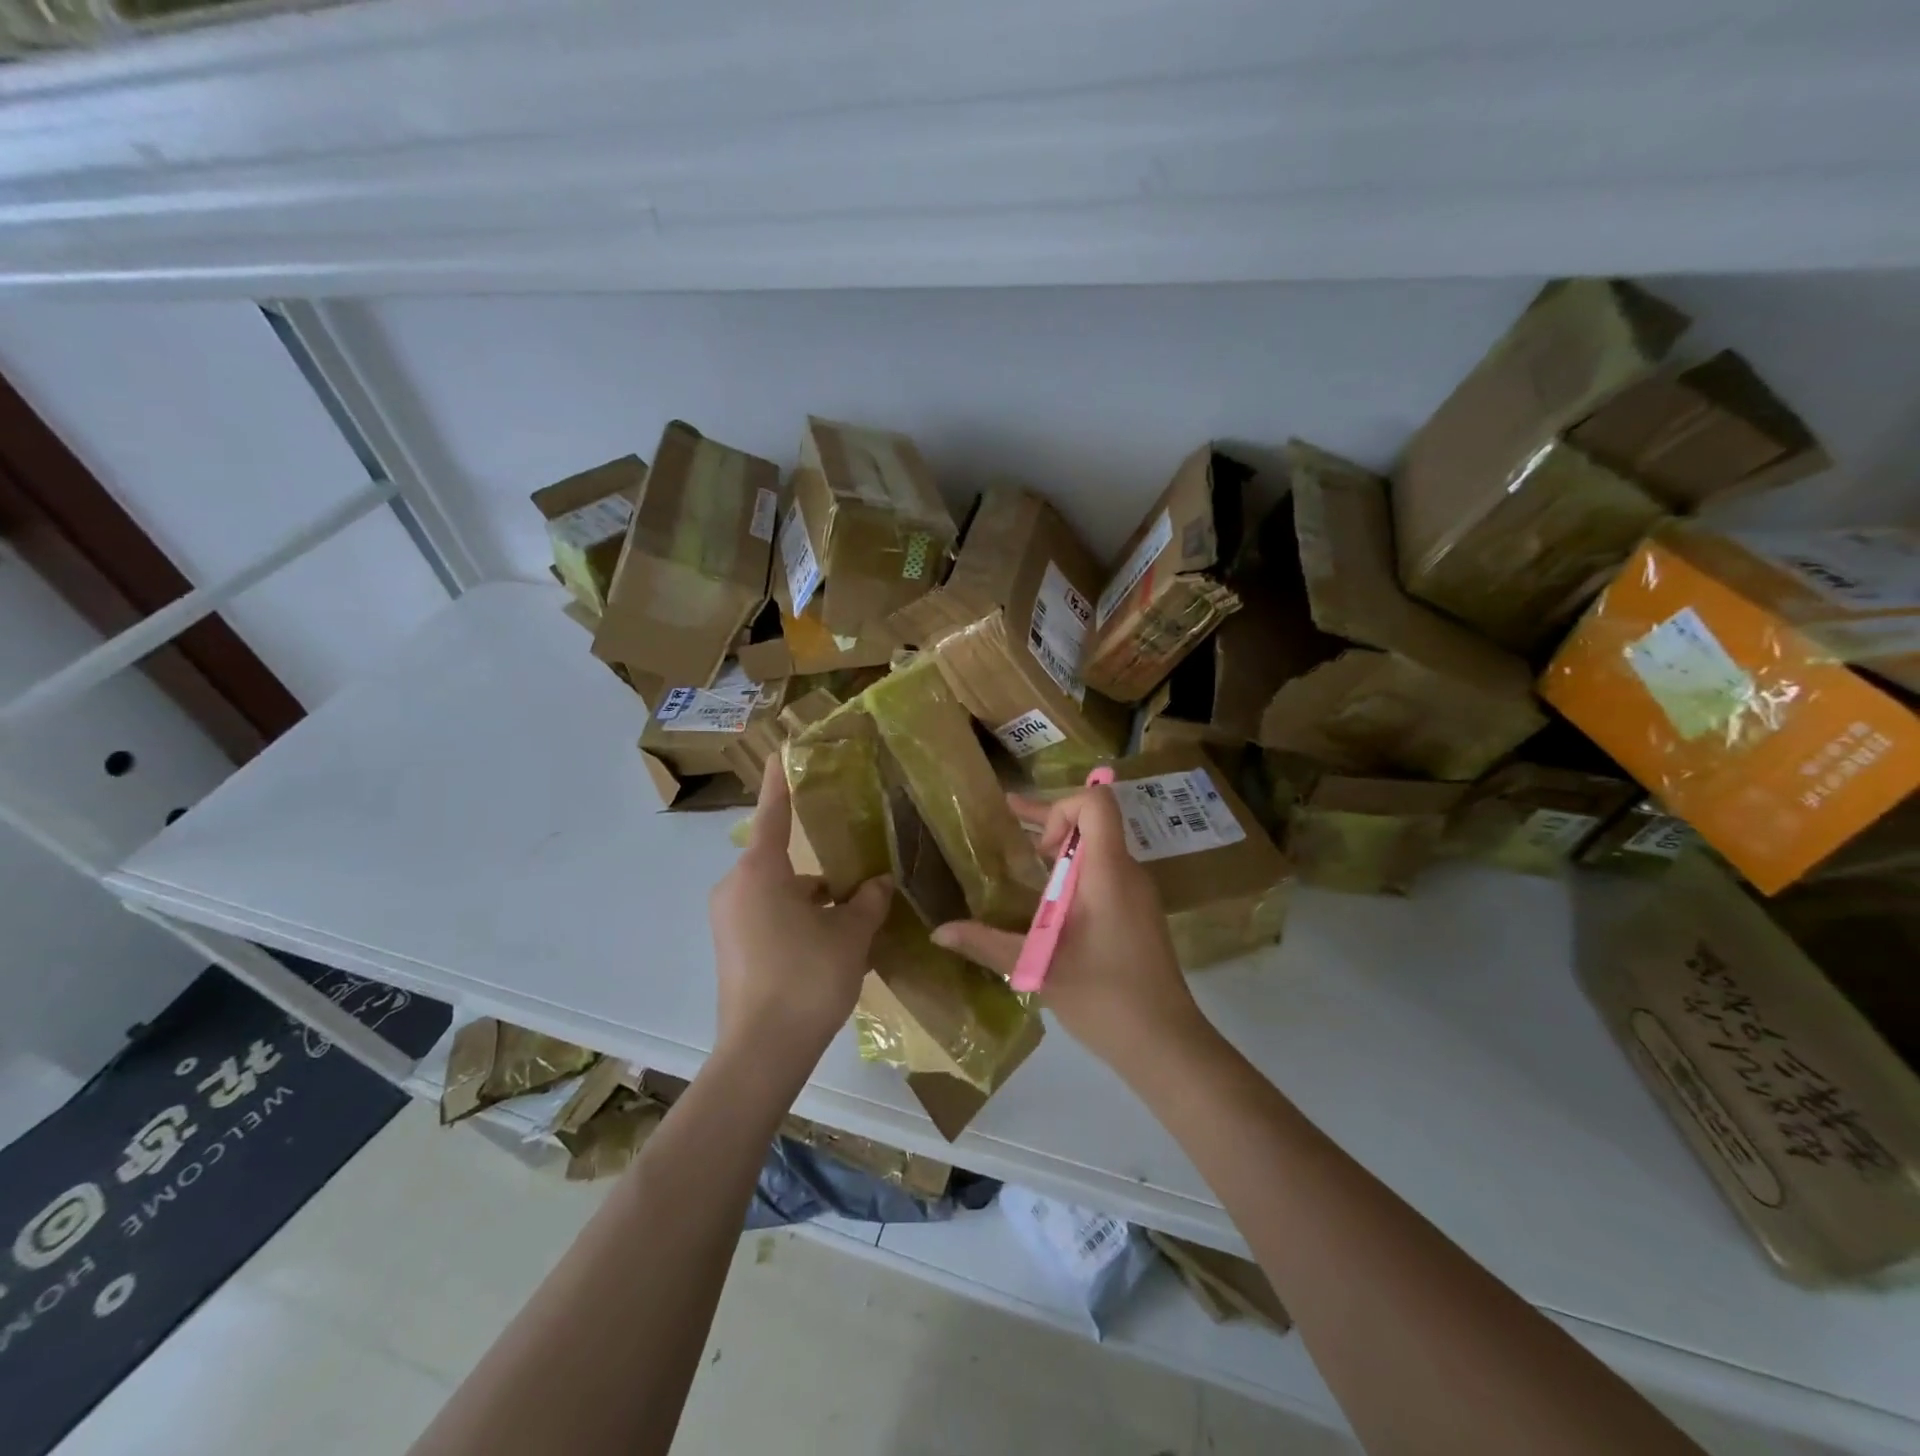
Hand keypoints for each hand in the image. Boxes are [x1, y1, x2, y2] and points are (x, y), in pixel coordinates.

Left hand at [708, 764, 891, 1066]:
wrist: (762, 1053)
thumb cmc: (807, 979)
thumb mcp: (850, 935)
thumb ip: (867, 901)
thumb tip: (879, 882)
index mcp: (760, 872)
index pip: (773, 813)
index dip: (782, 781)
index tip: (784, 750)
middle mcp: (736, 887)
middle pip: (781, 860)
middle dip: (820, 866)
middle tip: (859, 871)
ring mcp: (728, 919)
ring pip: (778, 892)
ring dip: (812, 898)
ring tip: (855, 916)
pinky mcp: (730, 947)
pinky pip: (767, 916)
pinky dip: (797, 920)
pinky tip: (832, 943)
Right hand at [932, 786, 1206, 1075]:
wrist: (1166, 1045)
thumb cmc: (1105, 998)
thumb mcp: (1039, 967)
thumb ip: (987, 943)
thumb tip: (938, 932)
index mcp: (1109, 872)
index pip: (1097, 803)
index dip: (1060, 808)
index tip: (1036, 848)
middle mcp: (1127, 872)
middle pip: (1093, 822)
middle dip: (1048, 820)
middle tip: (1007, 823)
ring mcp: (1136, 894)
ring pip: (1098, 848)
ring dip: (1060, 848)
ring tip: (1020, 860)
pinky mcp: (1137, 914)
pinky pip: (1104, 873)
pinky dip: (1073, 872)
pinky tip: (1046, 901)